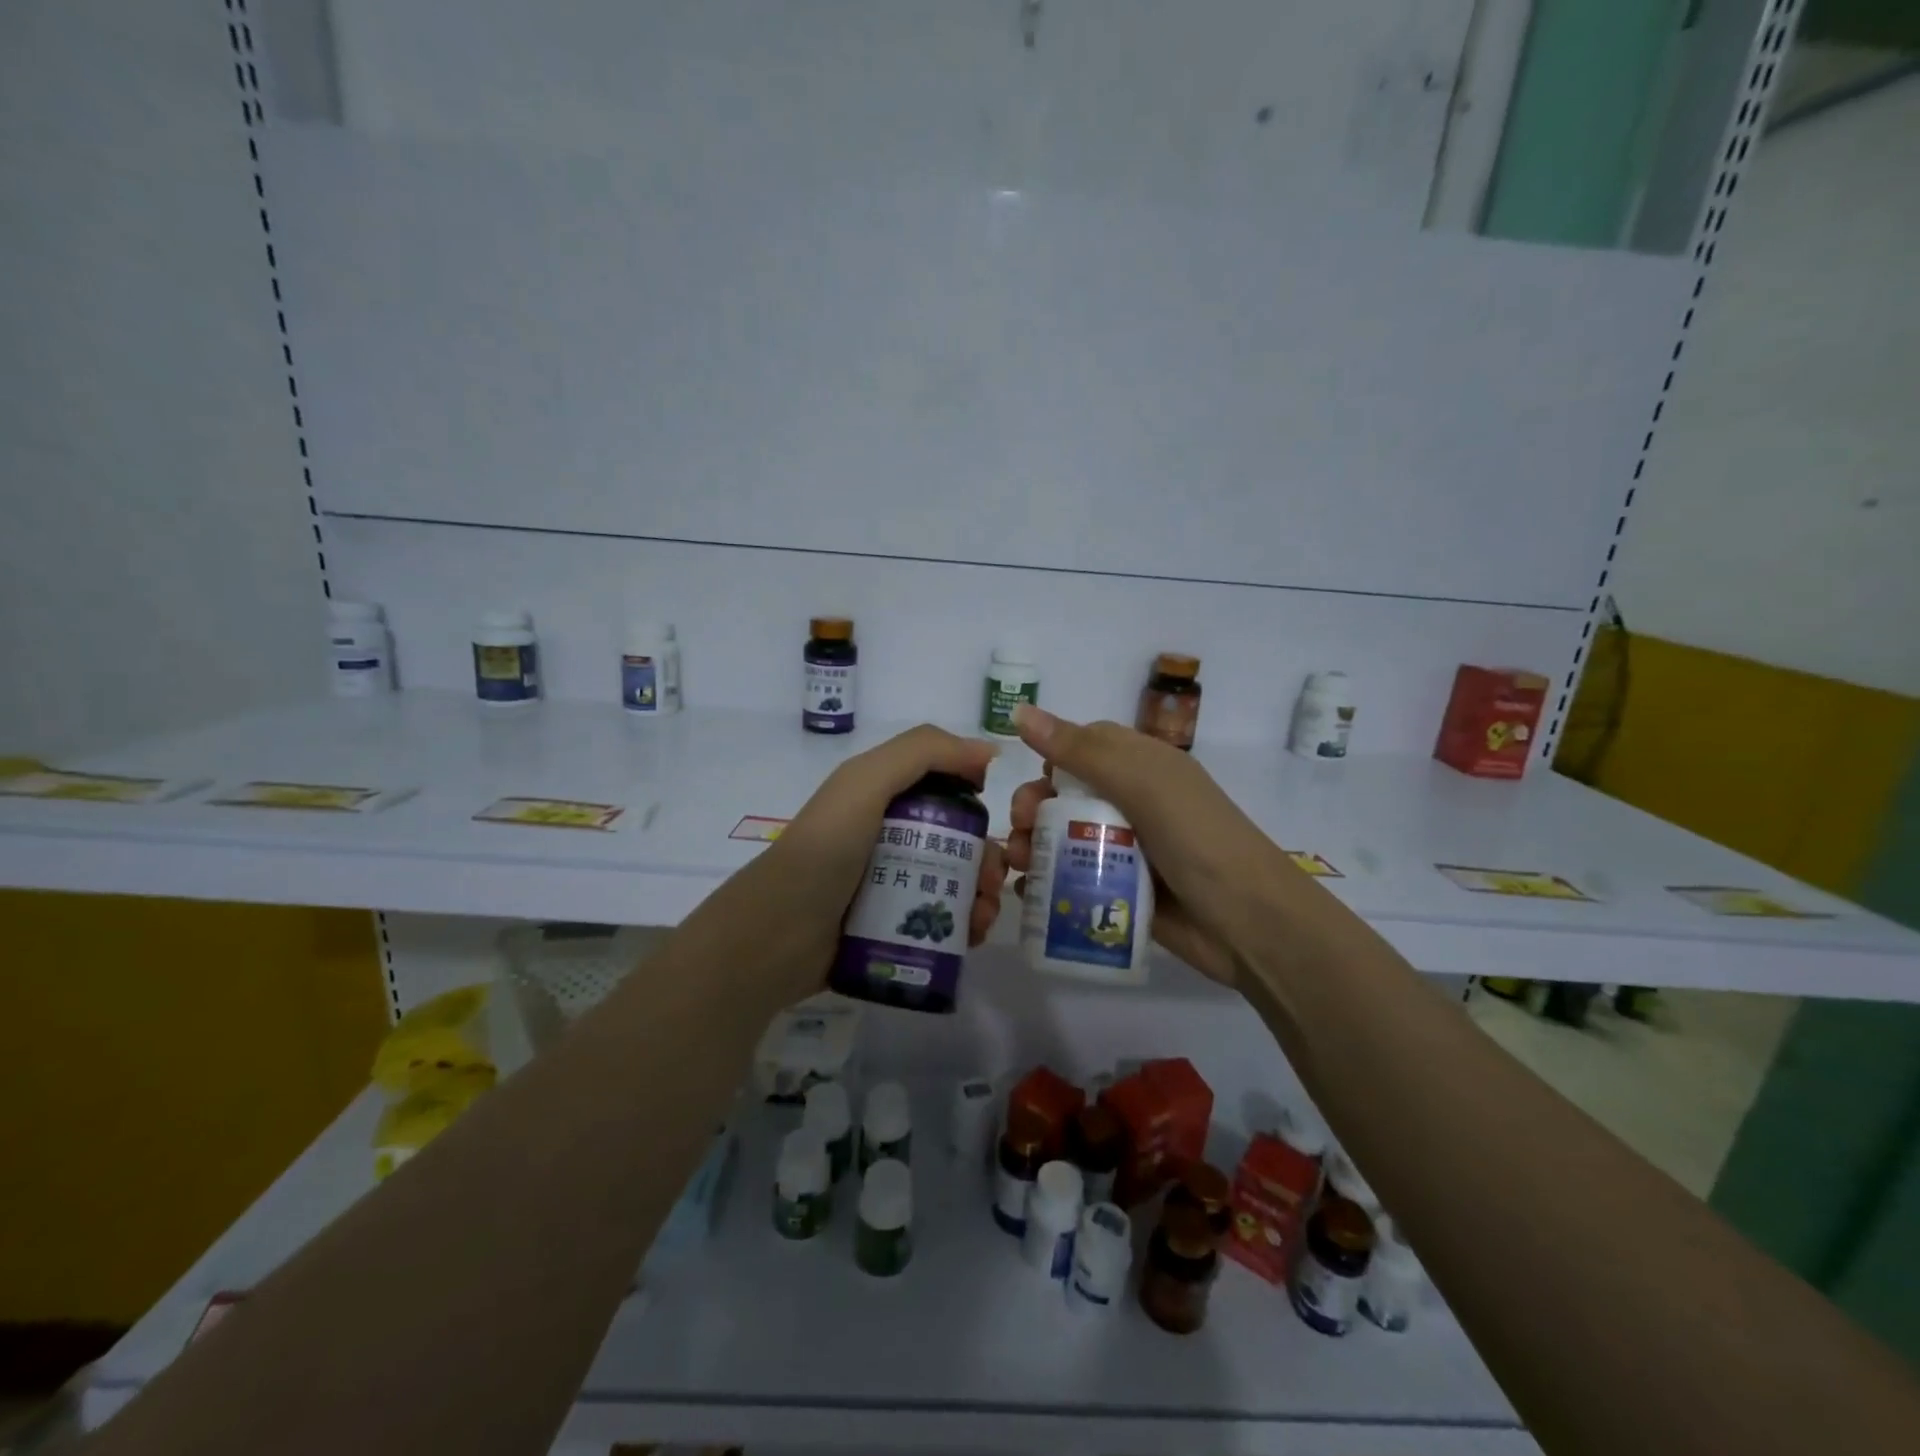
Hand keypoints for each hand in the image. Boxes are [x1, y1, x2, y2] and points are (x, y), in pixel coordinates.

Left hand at [743, 725, 1009, 1007]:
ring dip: (983, 896)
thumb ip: (923, 752)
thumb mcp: (867, 782)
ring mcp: (893, 885)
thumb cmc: (826, 849)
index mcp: (884, 798)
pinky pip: (943, 923)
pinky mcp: (895, 928)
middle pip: (959, 841)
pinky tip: (974, 937)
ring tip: (983, 917)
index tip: (996, 820)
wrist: (778, 935)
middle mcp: (891, 838)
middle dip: (987, 858)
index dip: (976, 801)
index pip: (947, 790)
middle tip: (991, 882)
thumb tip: (988, 751)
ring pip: (957, 883)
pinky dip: (966, 927)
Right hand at [1004, 704, 1298, 985]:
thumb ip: (1079, 751)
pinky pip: (1075, 879)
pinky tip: (1027, 893)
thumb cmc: (1196, 839)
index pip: (1086, 747)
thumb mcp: (1141, 784)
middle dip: (1034, 807)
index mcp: (1143, 767)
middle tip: (1020, 829)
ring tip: (1017, 865)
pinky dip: (1047, 883)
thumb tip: (1019, 711)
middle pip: (1068, 795)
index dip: (1053, 758)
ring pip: (1066, 838)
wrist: (1249, 924)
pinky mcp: (1123, 891)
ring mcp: (1129, 849)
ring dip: (1033, 845)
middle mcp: (1134, 803)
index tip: (1033, 781)